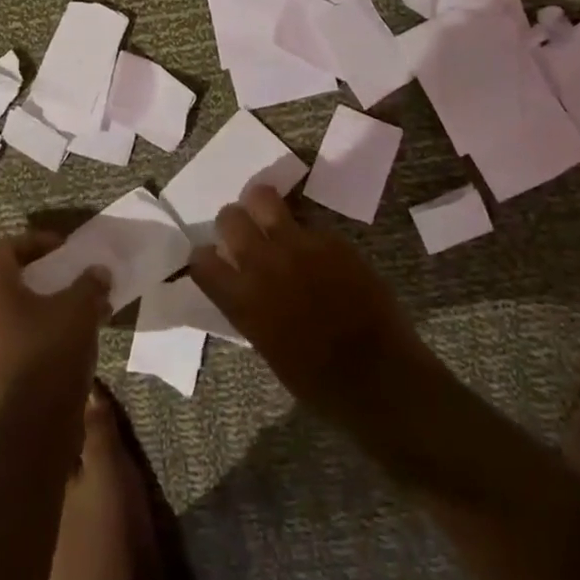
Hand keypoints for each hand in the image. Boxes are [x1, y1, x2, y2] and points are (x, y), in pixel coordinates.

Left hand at [0, 231, 110, 406]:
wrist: (36, 421)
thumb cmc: (53, 348)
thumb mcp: (81, 306)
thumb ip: (90, 282)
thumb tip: (99, 272)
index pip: (6, 246)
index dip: (36, 241)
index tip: (63, 249)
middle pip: (3, 274)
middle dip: (37, 271)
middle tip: (64, 273)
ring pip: (7, 305)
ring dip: (38, 300)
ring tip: (71, 305)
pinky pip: (9, 330)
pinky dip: (33, 324)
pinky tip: (65, 333)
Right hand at [189, 186, 425, 418]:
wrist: (379, 376)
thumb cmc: (318, 382)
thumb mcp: (266, 346)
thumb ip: (248, 305)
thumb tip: (243, 280)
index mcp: (242, 301)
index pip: (201, 260)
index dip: (205, 258)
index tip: (215, 260)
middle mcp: (263, 264)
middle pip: (229, 217)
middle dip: (232, 222)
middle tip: (243, 231)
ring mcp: (298, 245)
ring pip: (263, 198)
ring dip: (260, 205)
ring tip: (268, 215)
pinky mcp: (330, 238)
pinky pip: (306, 220)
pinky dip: (302, 228)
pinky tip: (312, 244)